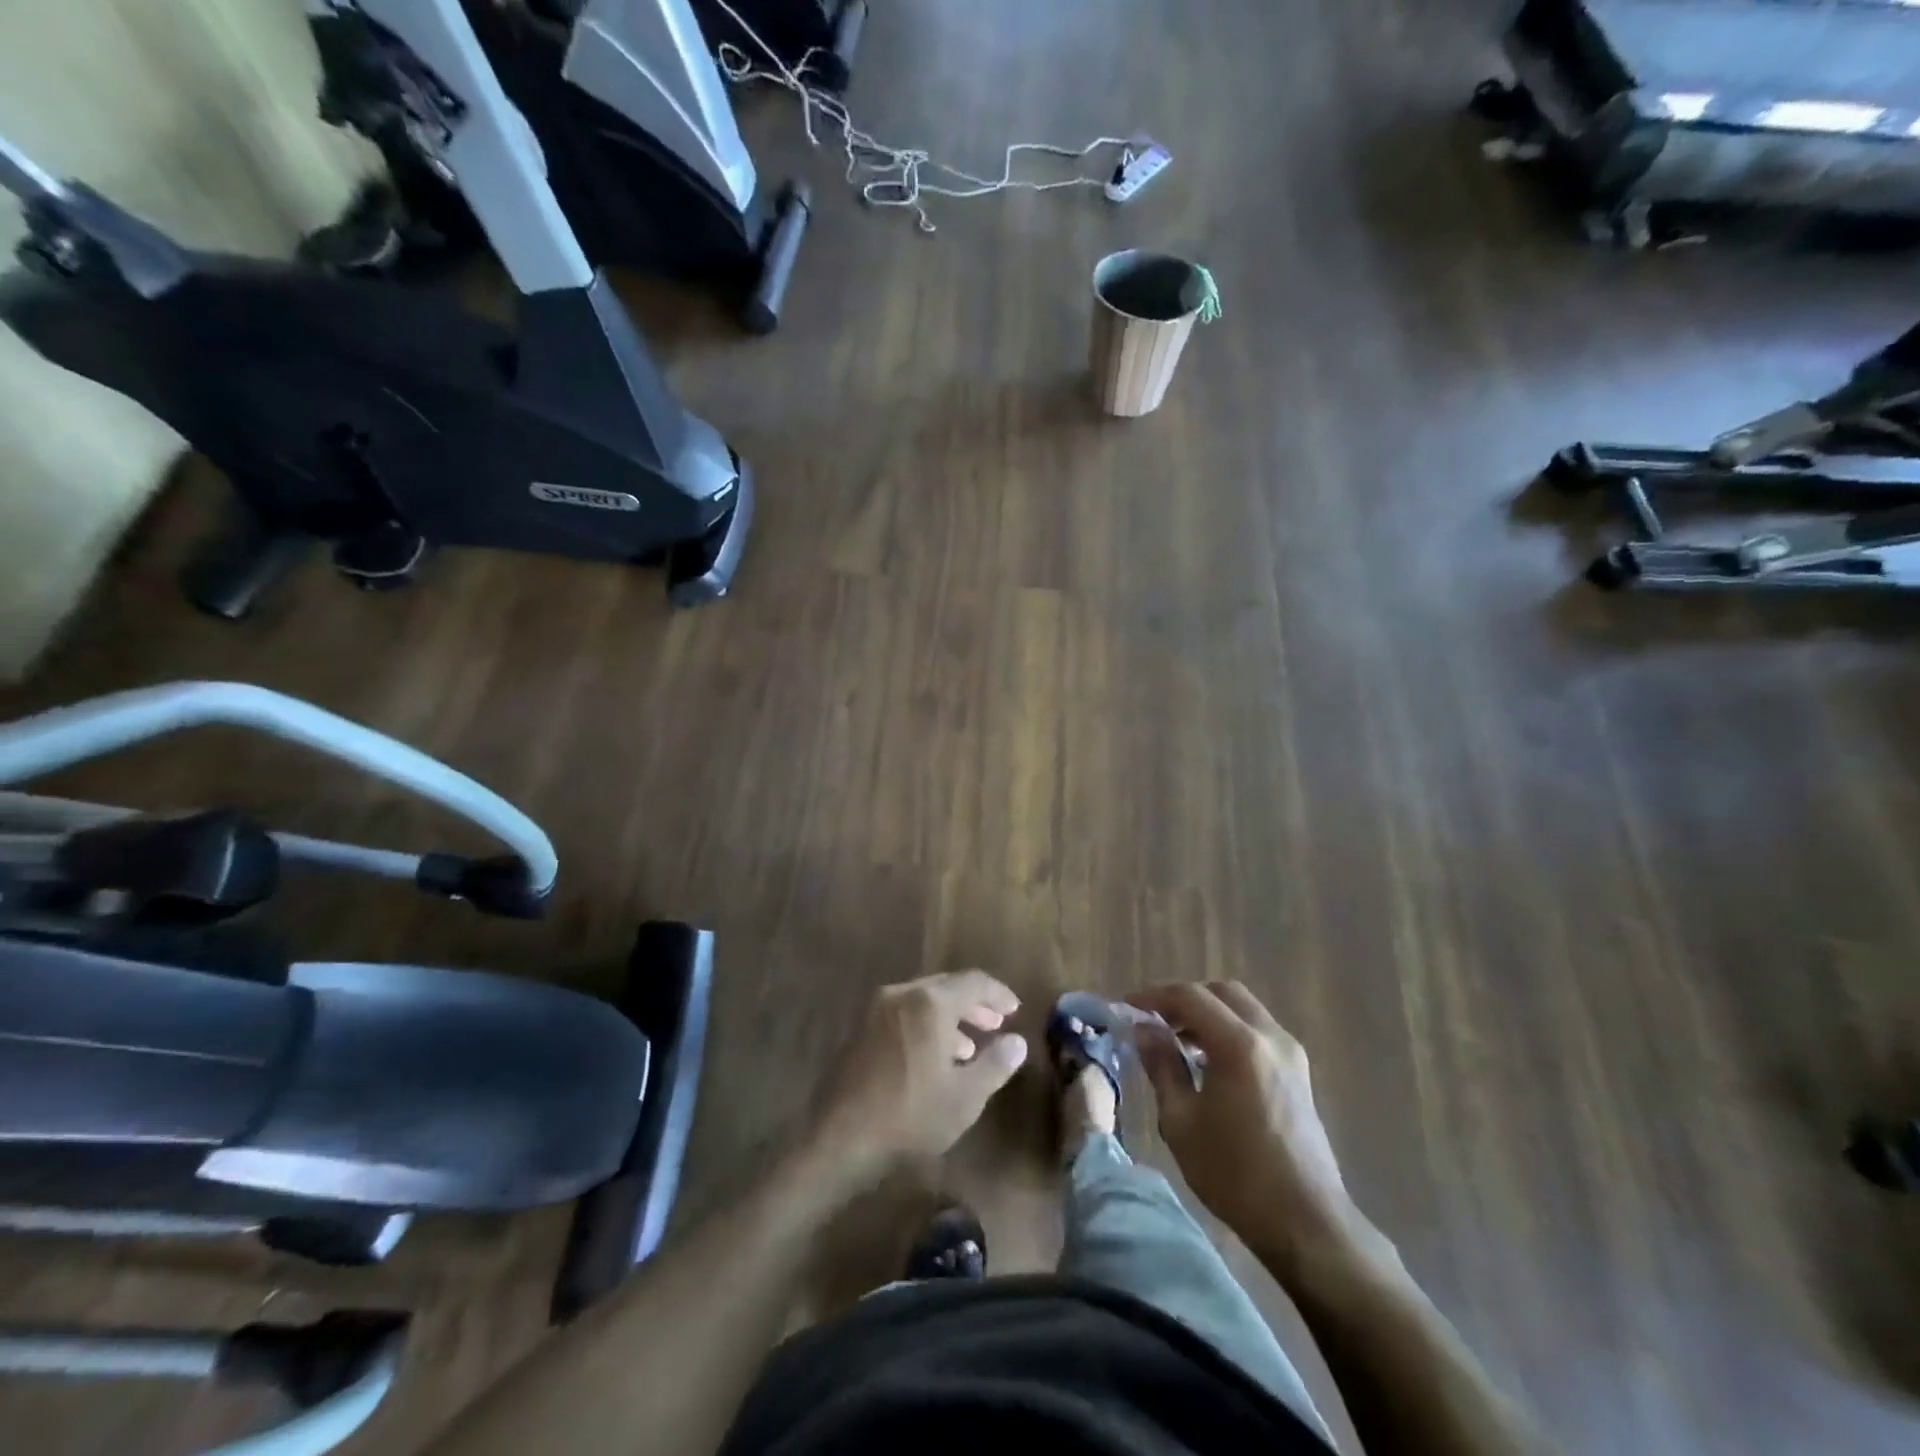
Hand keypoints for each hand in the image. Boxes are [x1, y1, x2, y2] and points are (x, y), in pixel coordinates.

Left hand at [809, 971, 1028, 1183]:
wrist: (841, 1139)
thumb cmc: (911, 1115)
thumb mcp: (966, 1096)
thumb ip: (996, 1064)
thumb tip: (1017, 1041)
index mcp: (930, 1002)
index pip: (974, 982)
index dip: (999, 994)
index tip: (1015, 1011)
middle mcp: (902, 994)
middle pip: (947, 987)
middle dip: (974, 1005)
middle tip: (995, 1024)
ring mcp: (876, 1010)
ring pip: (923, 1000)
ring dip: (950, 1017)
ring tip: (969, 1048)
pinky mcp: (861, 1029)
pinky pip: (903, 1014)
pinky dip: (925, 1025)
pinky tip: (934, 1057)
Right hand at [1127, 982, 1361, 1261]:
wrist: (1306, 1223)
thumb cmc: (1235, 1174)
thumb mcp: (1181, 1121)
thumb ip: (1162, 1066)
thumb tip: (1144, 1030)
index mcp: (1239, 1044)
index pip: (1190, 996)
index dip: (1154, 996)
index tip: (1126, 1007)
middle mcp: (1269, 1037)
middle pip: (1222, 993)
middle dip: (1184, 999)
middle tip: (1154, 1020)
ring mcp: (1290, 1054)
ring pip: (1243, 1009)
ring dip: (1208, 1013)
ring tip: (1177, 1040)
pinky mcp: (1299, 1073)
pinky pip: (1257, 1031)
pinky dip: (1229, 1030)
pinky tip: (1208, 1061)